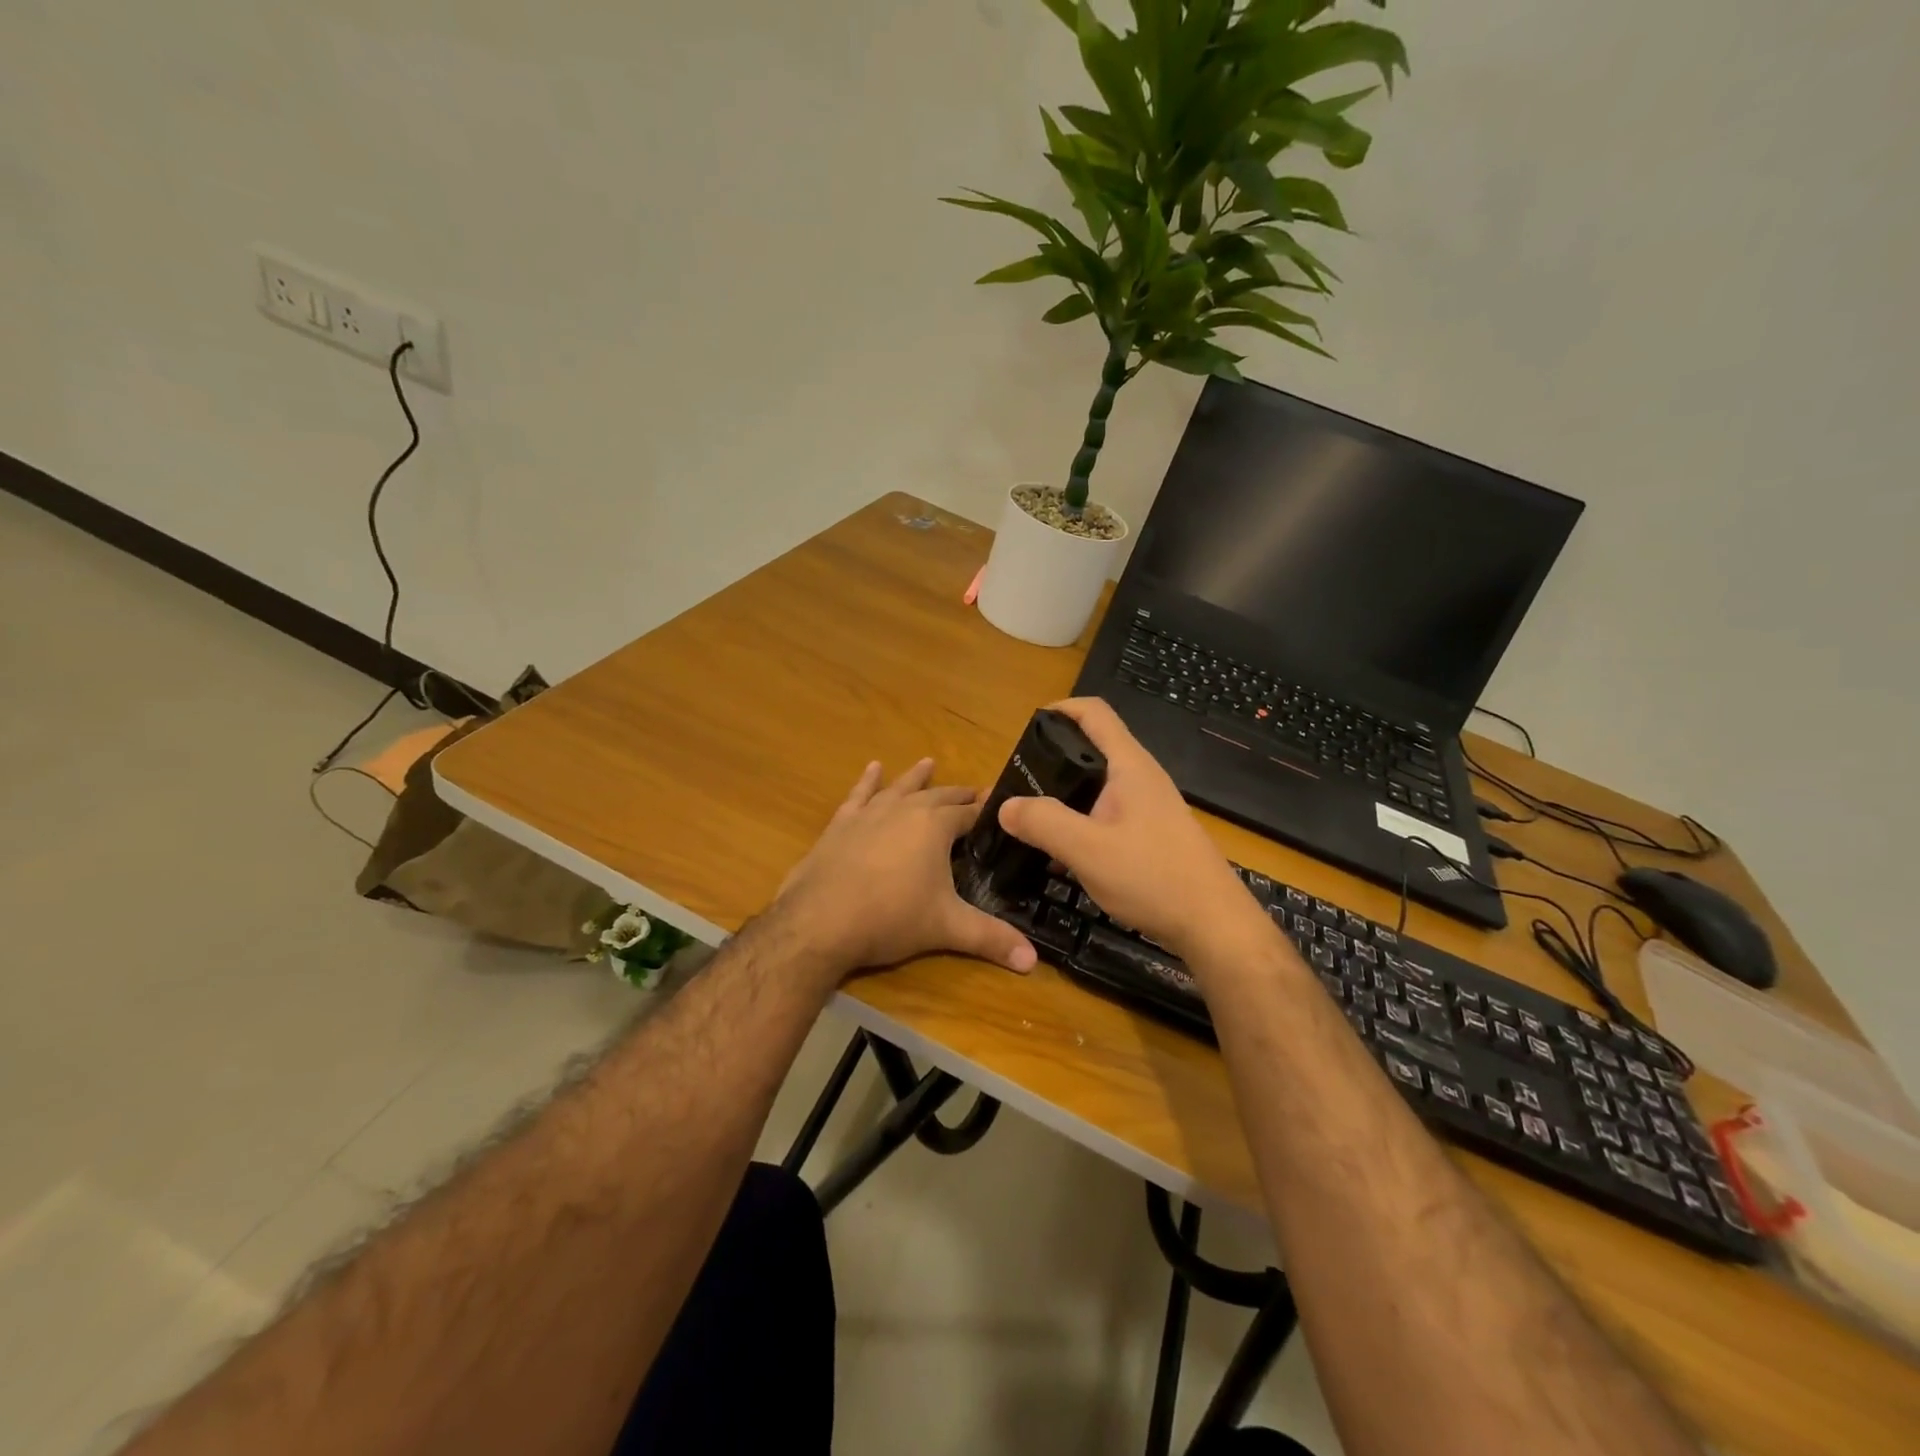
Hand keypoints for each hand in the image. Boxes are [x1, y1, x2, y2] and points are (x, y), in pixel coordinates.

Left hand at [773, 758, 1037, 983]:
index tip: (1004, 807)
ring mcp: (870, 813)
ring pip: (900, 788)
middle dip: (958, 795)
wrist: (819, 920)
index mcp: (936, 826)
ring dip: (916, 777)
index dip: (988, 811)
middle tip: (974, 793)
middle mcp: (905, 810)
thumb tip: (1032, 961)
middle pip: (939, 796)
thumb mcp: (947, 928)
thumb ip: (990, 939)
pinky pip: (859, 794)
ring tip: (928, 762)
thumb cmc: (890, 919)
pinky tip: (873, 768)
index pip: (970, 813)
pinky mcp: (841, 823)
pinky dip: (867, 781)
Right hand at [997, 698, 1267, 961]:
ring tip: (1030, 821)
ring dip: (1063, 797)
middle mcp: (1140, 778)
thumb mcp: (1087, 850)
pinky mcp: (1150, 834)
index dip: (1059, 708)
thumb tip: (1005, 806)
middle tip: (1018, 783)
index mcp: (1129, 766)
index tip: (1027, 728)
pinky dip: (1079, 824)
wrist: (1214, 925)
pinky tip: (1059, 855)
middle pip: (1091, 748)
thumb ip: (1043, 823)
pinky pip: (1105, 815)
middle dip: (1051, 759)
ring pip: (1096, 787)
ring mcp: (1148, 807)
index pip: (1093, 712)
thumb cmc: (1153, 878)